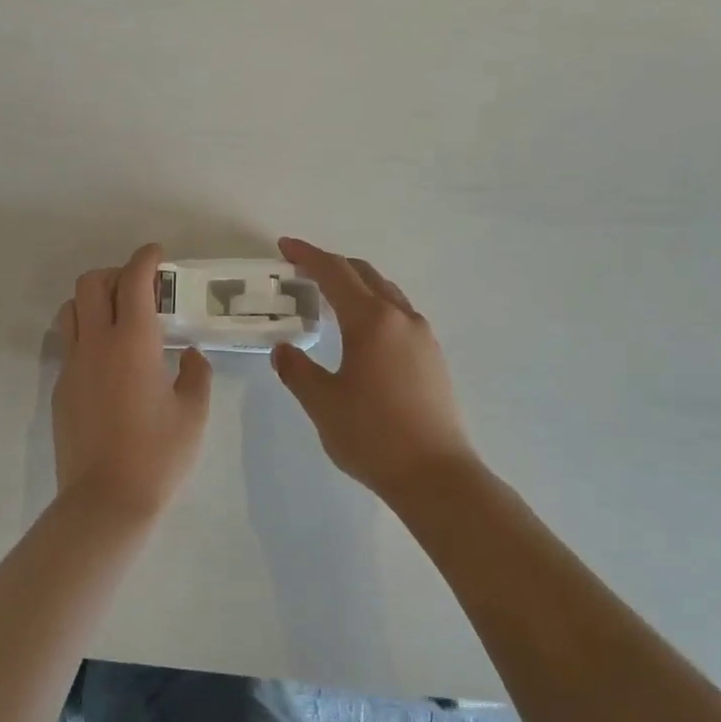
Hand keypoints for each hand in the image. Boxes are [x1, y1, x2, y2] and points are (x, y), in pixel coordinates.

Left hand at [53, 243, 212, 514]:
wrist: (106, 500)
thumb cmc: (159, 455)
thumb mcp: (194, 412)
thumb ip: (195, 373)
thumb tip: (187, 354)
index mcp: (133, 342)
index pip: (134, 281)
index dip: (145, 259)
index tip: (157, 254)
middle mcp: (96, 343)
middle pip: (91, 283)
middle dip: (115, 273)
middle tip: (140, 288)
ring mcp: (72, 365)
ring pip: (72, 310)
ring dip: (93, 300)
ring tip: (119, 319)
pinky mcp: (60, 388)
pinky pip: (69, 343)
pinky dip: (87, 333)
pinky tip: (109, 361)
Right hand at [271, 237, 481, 501]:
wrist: (435, 475)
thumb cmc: (372, 436)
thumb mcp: (321, 403)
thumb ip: (297, 370)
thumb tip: (285, 350)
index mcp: (371, 321)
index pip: (334, 274)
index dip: (307, 256)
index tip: (285, 246)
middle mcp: (401, 318)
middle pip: (364, 275)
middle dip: (332, 265)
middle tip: (301, 269)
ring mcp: (423, 337)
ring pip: (385, 293)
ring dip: (356, 285)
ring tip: (329, 297)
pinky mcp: (433, 357)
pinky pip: (398, 314)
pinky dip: (373, 306)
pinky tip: (361, 331)